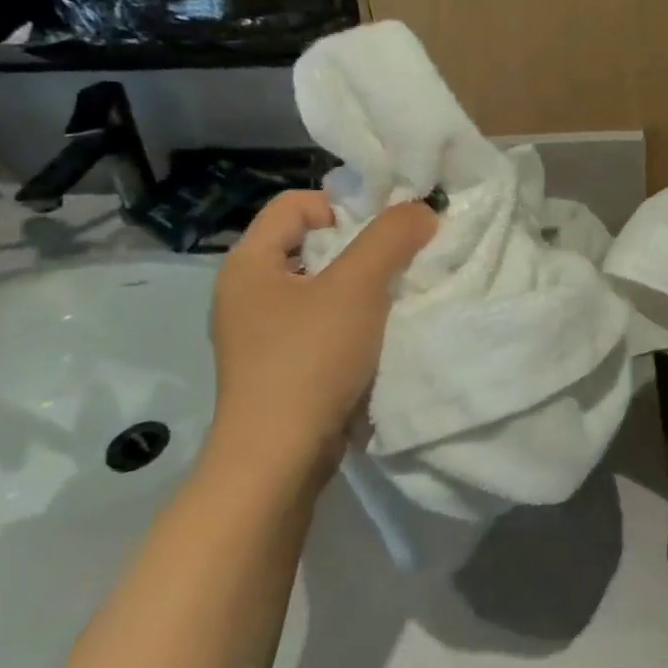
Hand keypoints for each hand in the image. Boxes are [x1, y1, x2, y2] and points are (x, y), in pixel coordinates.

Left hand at [204, 190, 435, 487]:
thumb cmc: (309, 360)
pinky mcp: (277, 368)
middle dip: (360, 248)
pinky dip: (350, 322)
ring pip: (320, 286)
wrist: (278, 463)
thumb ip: (391, 237)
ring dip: (360, 288)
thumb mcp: (358, 287)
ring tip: (392, 301)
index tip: (382, 236)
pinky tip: (376, 338)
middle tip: (398, 264)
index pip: (297, 204)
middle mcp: (246, 293)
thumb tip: (422, 209)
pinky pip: (319, 324)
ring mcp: (259, 334)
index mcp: (248, 263)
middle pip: (311, 243)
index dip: (343, 208)